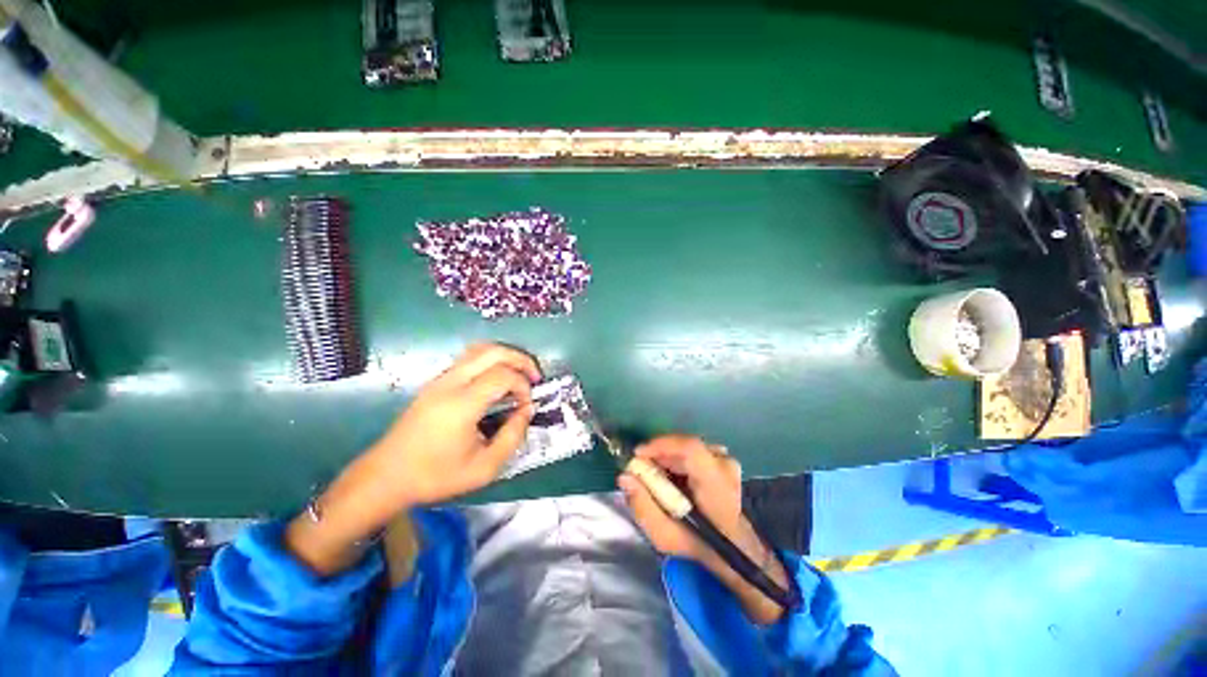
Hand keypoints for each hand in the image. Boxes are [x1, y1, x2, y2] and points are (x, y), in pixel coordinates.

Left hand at [286, 343, 539, 574]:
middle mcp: (450, 383)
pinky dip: (491, 360)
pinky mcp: (435, 382)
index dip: (523, 385)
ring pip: (480, 349)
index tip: (527, 404)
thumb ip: (512, 437)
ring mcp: (440, 379)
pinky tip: (497, 378)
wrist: (385, 477)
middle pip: (493, 351)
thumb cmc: (435, 476)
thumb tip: (527, 410)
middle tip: (535, 376)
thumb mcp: (484, 468)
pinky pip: (469, 358)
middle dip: (521, 359)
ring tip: (519, 374)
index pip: (503, 375)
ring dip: (506, 356)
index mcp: (462, 405)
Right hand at [618, 435, 789, 623]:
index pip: (690, 448)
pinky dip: (678, 458)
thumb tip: (625, 476)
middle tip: (641, 468)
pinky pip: (694, 450)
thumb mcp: (665, 536)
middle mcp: (724, 465)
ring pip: (687, 447)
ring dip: (667, 456)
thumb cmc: (699, 544)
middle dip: (658, 453)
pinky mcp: (724, 459)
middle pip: (683, 446)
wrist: (734, 548)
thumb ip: (643, 507)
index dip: (661, 445)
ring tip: (656, 474)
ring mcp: (726, 460)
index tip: (638, 454)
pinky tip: (672, 474)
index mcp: (715, 483)